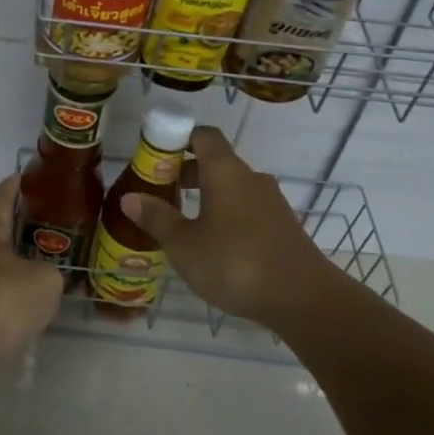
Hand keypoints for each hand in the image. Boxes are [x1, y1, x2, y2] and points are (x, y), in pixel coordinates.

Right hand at [119, 125, 330, 329]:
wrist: (304, 299)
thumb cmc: (235, 263)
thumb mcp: (184, 245)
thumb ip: (157, 218)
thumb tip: (129, 198)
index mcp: (225, 171)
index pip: (203, 135)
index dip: (178, 139)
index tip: (156, 158)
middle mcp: (250, 178)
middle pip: (216, 162)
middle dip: (186, 173)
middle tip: (161, 194)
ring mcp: (271, 203)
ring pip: (232, 188)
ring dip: (207, 198)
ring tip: (183, 224)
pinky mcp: (282, 227)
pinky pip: (247, 210)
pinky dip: (227, 217)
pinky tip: (214, 247)